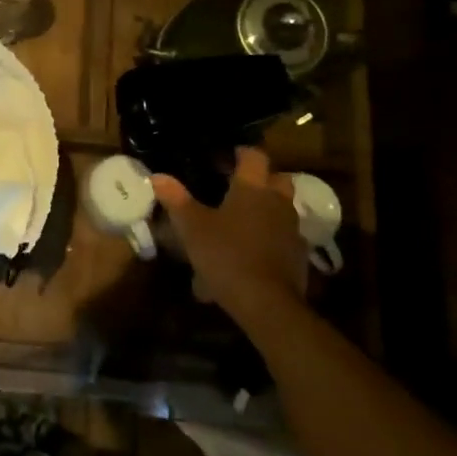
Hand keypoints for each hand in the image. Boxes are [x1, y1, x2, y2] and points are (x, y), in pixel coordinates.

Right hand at [153, 147, 307, 321]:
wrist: (267, 302)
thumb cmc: (226, 255)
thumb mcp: (192, 227)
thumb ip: (176, 200)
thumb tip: (157, 176)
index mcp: (253, 188)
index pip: (254, 156)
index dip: (242, 152)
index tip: (227, 156)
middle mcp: (277, 202)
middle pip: (277, 178)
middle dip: (261, 178)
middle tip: (237, 186)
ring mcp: (292, 229)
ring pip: (282, 208)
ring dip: (266, 208)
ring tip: (241, 220)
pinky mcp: (298, 255)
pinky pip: (284, 236)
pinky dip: (270, 237)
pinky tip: (251, 251)